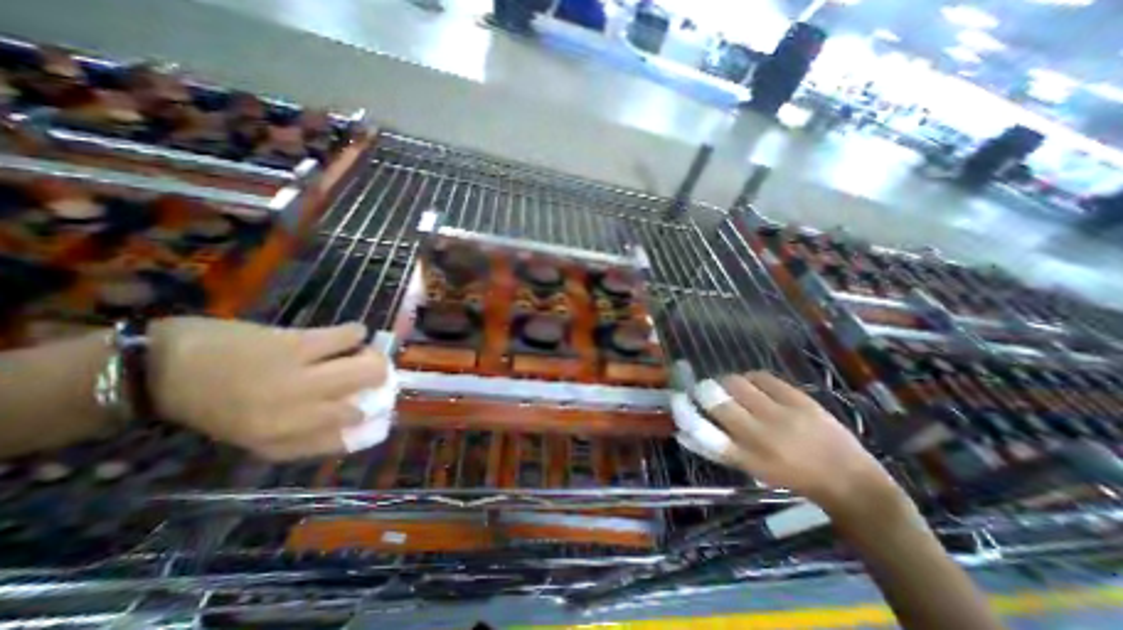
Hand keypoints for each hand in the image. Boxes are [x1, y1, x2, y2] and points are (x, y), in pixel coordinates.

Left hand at [147, 317, 388, 459]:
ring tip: (364, 351)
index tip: (374, 405)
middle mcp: (296, 414)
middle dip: (378, 385)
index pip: (346, 437)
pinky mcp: (297, 344)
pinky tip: (351, 334)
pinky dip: (356, 333)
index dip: (369, 420)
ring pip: (368, 369)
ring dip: (374, 357)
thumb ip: (304, 438)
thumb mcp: (256, 436)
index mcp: (282, 439)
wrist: (161, 368)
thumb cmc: (214, 406)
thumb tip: (358, 424)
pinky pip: (349, 337)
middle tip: (373, 373)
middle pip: (365, 401)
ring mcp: (298, 378)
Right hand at [696, 371, 900, 517]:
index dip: (685, 412)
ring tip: (731, 388)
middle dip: (704, 390)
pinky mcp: (800, 399)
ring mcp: (782, 414)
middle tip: (705, 390)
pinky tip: (753, 384)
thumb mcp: (751, 469)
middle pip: (718, 400)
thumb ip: (716, 449)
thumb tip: (683, 432)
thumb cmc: (790, 476)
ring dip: (726, 382)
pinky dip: (750, 377)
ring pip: (737, 383)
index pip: (704, 431)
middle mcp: (761, 435)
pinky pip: (762, 376)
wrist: (848, 478)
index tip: (678, 399)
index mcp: (747, 457)